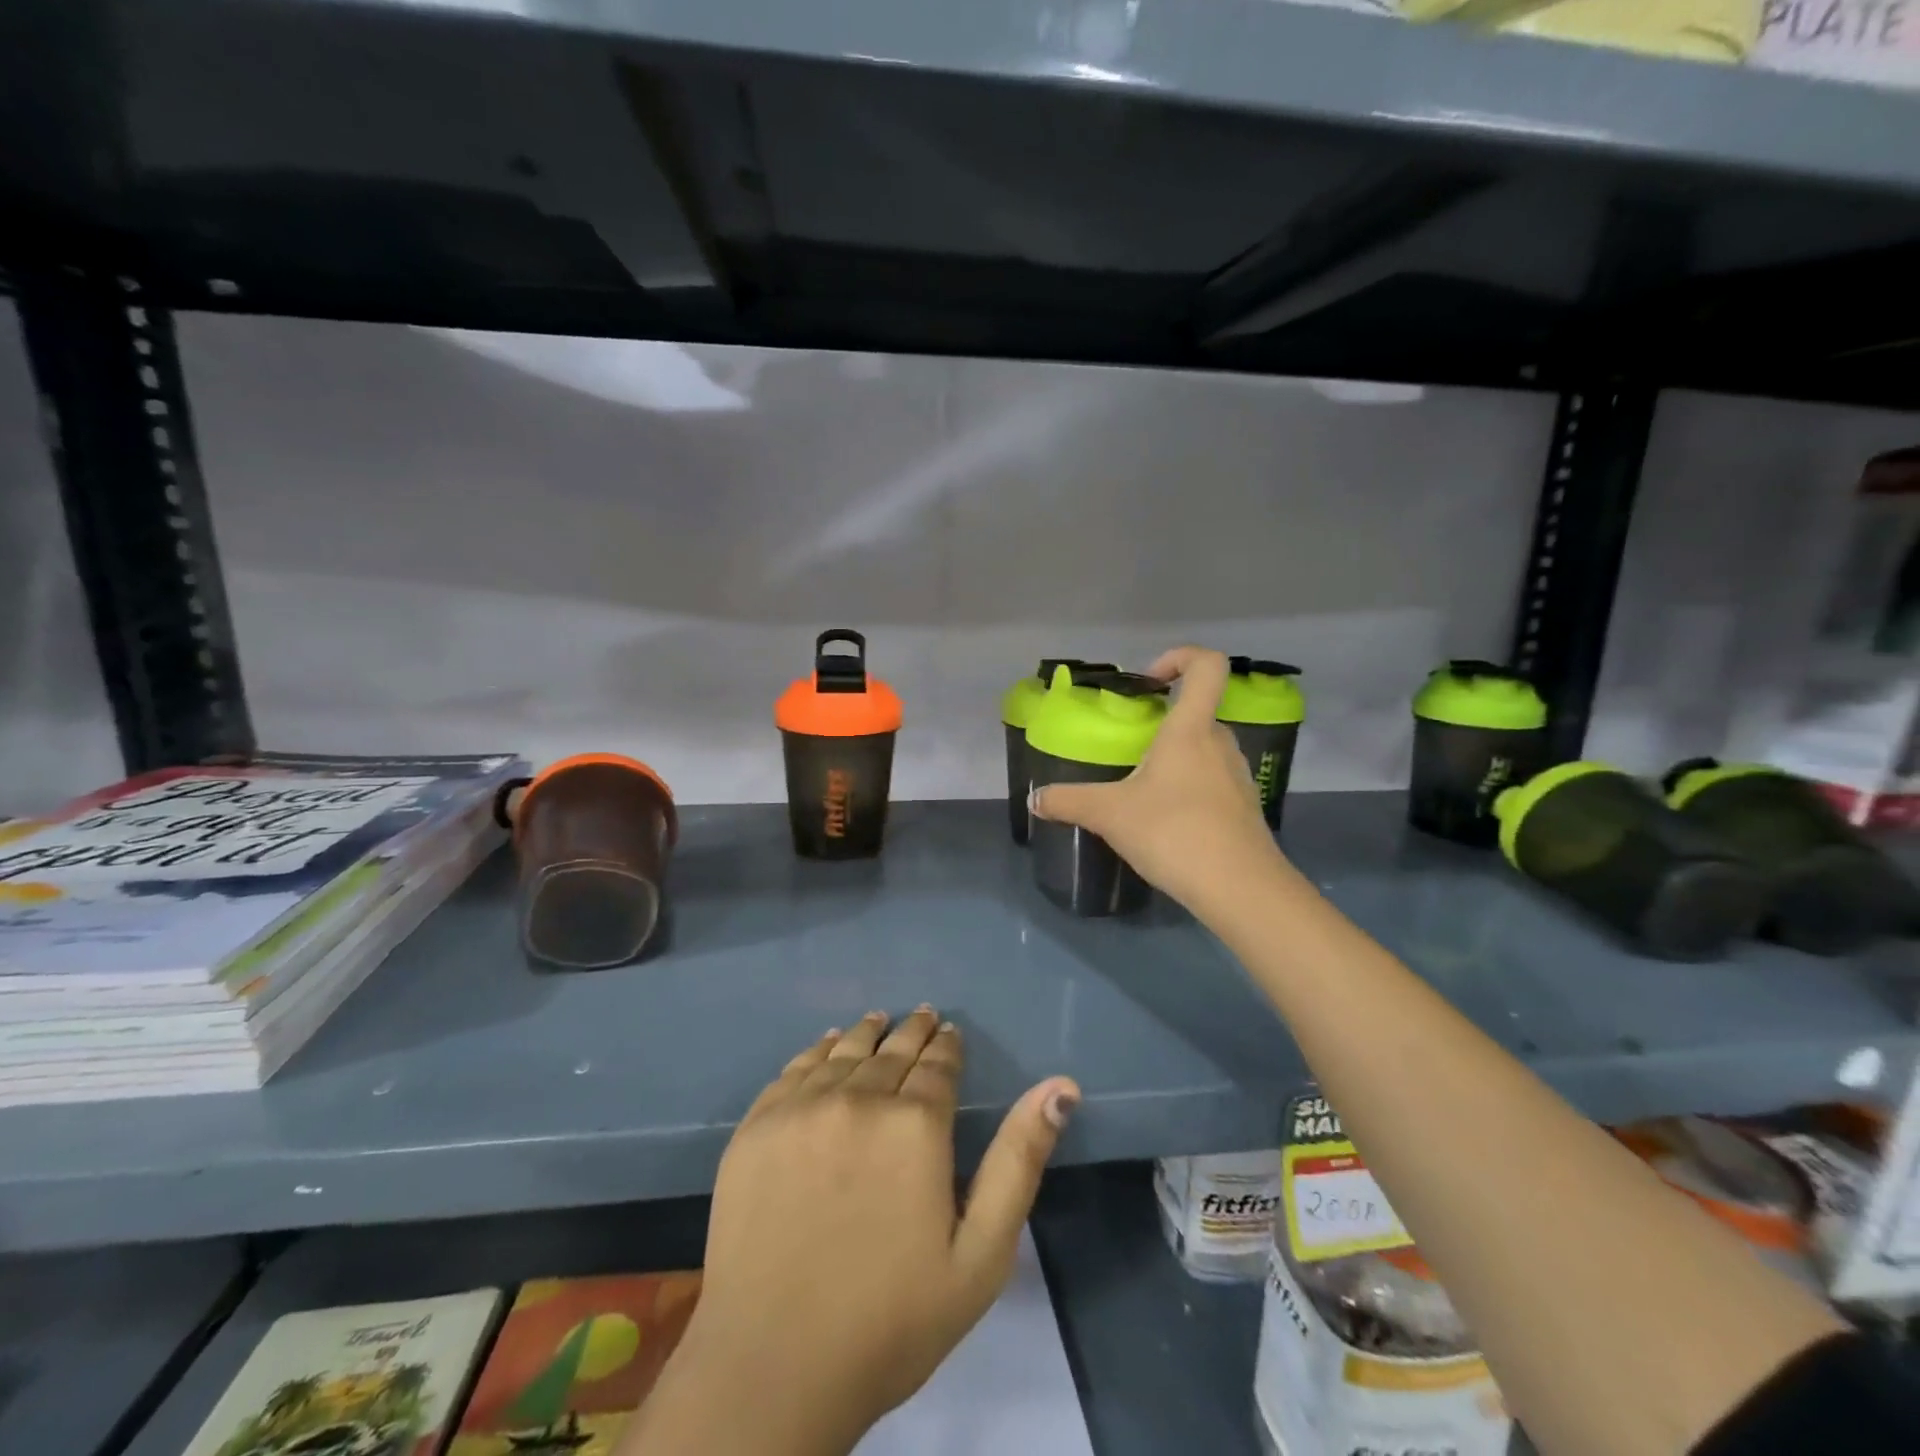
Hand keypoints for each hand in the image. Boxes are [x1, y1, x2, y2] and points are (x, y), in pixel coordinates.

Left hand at [630, 1008, 1079, 1455]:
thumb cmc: (892, 1321)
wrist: (773, 1369)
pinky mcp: (756, 1127)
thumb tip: (1061, 1087)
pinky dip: (817, 1050)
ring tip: (879, 1021)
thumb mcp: (981, 1254)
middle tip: (923, 1016)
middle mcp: (858, 1099)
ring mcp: (801, 1109)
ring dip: (868, 1033)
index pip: (938, 1064)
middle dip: (914, 1032)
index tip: (950, 1033)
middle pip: (893, 1050)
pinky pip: (794, 1070)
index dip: (947, 1046)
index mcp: (916, 1126)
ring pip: (844, 1051)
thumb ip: (1019, 1161)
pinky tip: (826, 1045)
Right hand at [1033, 646, 1285, 916]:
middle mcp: (1220, 744)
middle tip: (1131, 748)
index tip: (1149, 681)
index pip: (1207, 666)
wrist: (1240, 889)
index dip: (1181, 658)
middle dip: (1164, 724)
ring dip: (1176, 759)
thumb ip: (1069, 802)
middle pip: (1199, 712)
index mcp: (1191, 730)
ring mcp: (1238, 777)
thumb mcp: (1110, 815)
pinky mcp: (1244, 808)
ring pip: (1205, 750)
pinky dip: (1189, 790)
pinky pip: (1214, 782)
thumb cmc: (1174, 832)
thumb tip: (1035, 799)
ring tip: (1143, 791)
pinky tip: (1167, 823)